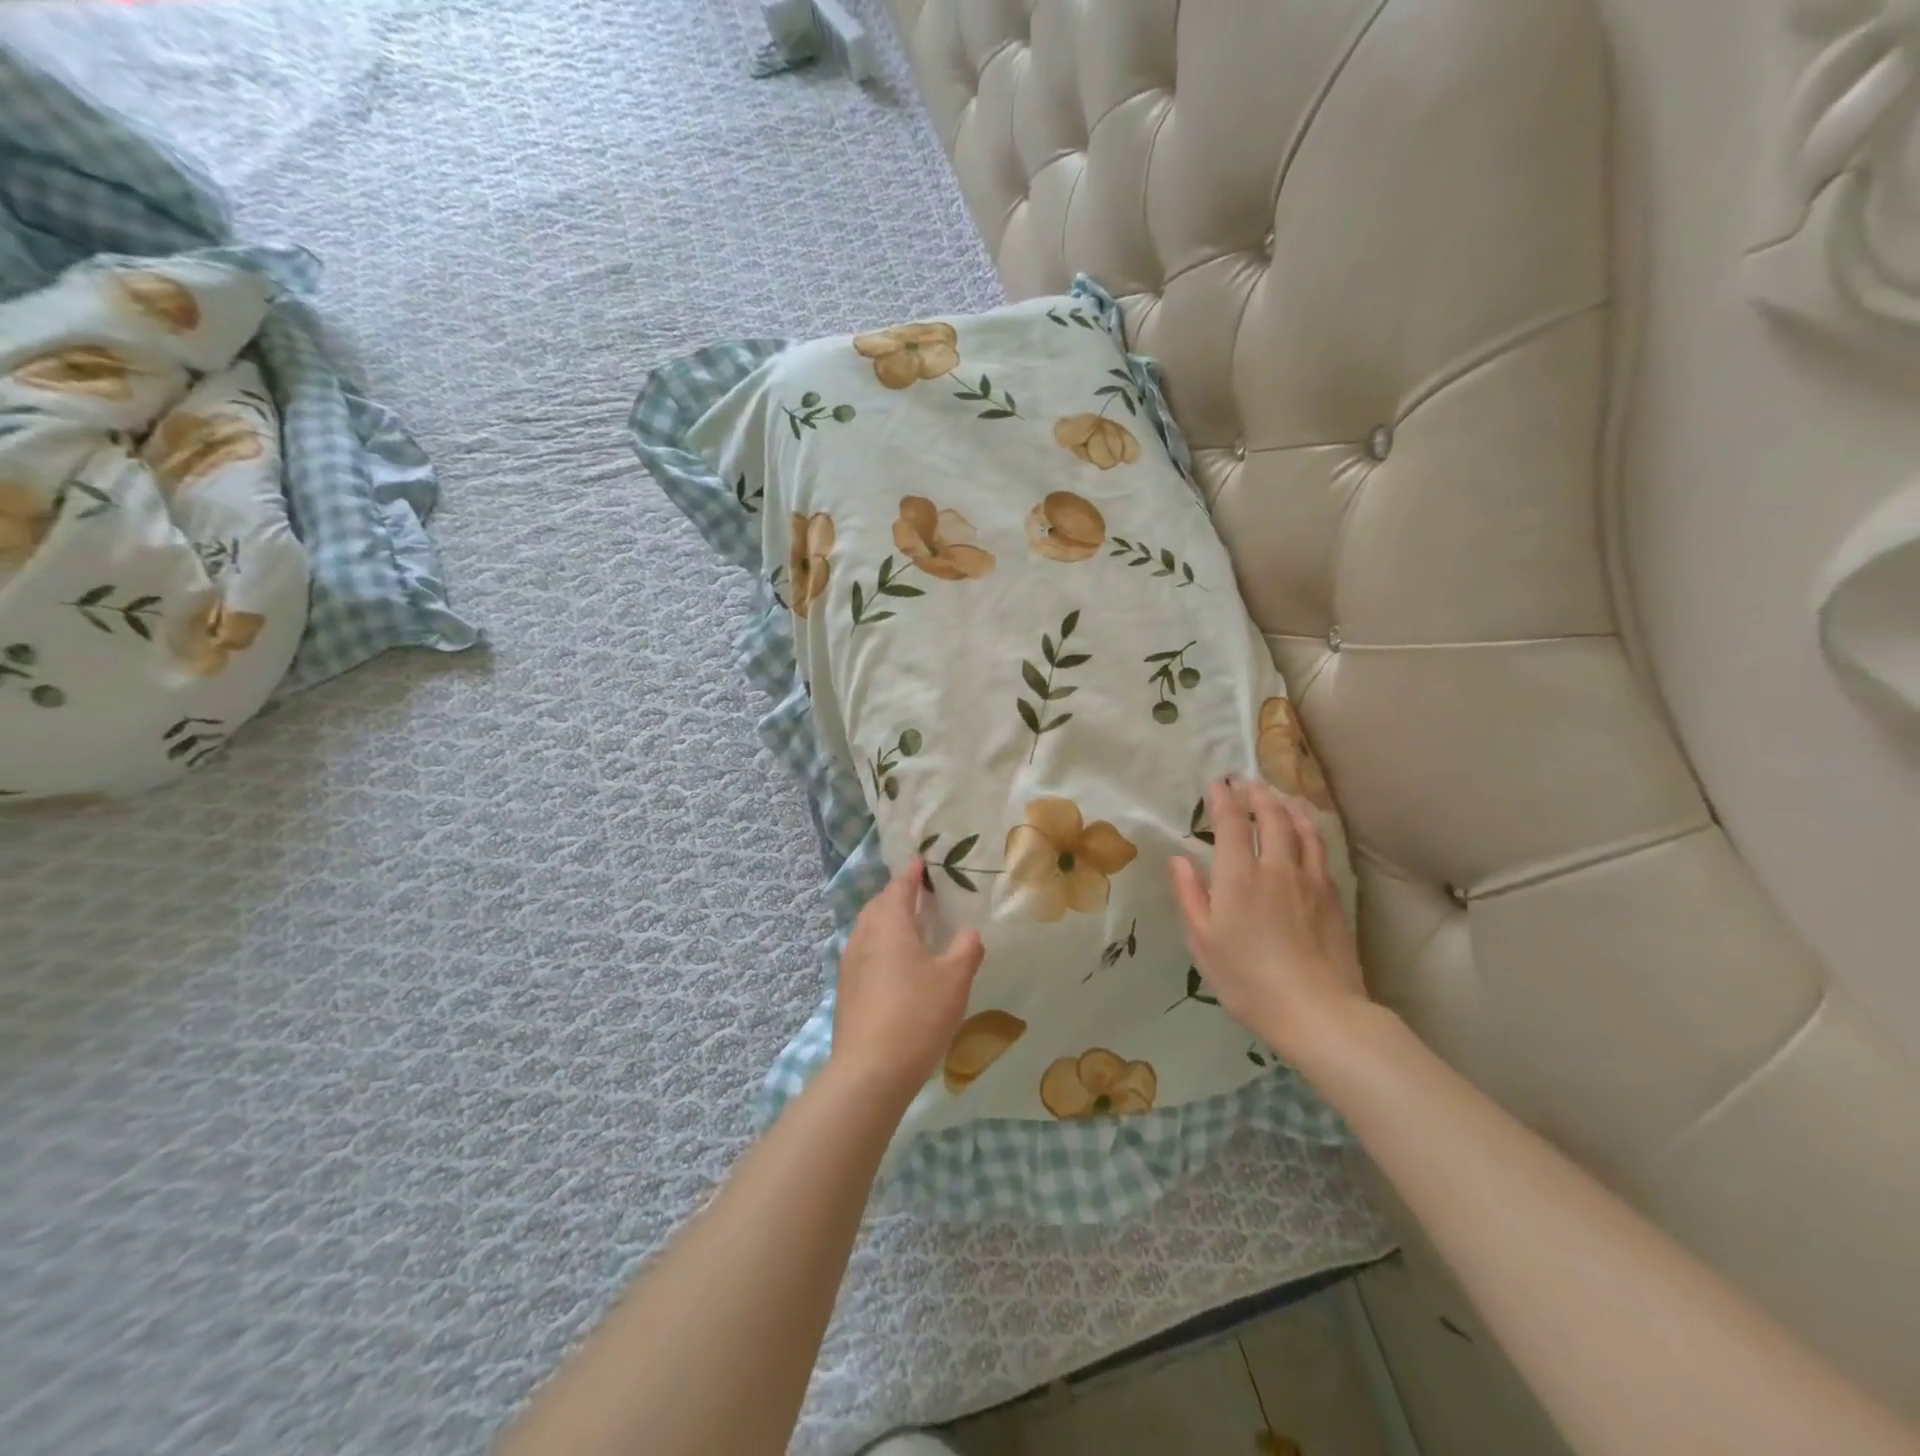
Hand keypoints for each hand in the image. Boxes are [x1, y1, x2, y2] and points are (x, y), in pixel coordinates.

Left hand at [830, 858, 985, 1101]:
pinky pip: (864, 953)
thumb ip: (966, 950)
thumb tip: (969, 933)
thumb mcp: (954, 980)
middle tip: (920, 894)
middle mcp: (864, 936)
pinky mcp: (846, 990)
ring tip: (910, 928)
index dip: (912, 873)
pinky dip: (880, 947)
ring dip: (887, 922)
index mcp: (889, 924)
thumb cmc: (916, 1015)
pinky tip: (896, 967)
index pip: (899, 887)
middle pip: (878, 905)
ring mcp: (850, 964)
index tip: (922, 861)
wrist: (870, 1071)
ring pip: (868, 930)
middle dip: (897, 896)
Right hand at [1170, 778, 1369, 1069]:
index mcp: (1239, 877)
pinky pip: (1320, 849)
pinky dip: (1310, 829)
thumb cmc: (1248, 980)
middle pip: (1272, 816)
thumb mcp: (1204, 942)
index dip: (1223, 799)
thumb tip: (1180, 859)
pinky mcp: (1333, 896)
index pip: (1232, 823)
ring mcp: (1310, 880)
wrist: (1318, 1011)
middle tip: (1247, 783)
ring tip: (1280, 796)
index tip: (1217, 784)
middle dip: (1257, 794)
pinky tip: (1307, 832)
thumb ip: (1191, 895)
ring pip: (1303, 828)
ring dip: (1288, 805)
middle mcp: (1277, 867)